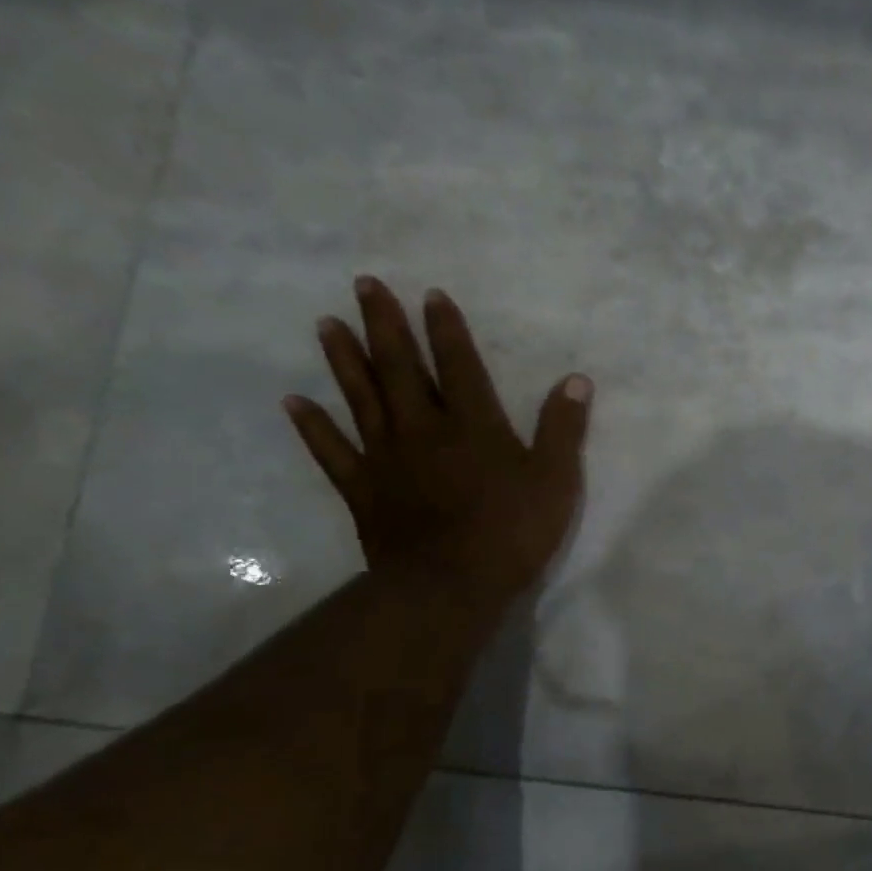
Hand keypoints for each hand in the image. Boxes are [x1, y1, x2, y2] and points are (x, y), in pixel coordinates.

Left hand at [283, 276, 590, 604]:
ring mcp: (387, 459)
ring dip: (345, 360)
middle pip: (401, 369)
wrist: (451, 585)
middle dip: (385, 326)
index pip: (459, 365)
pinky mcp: (364, 490)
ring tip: (326, 324)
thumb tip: (576, 380)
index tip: (431, 294)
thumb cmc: (512, 532)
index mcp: (473, 425)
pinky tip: (294, 402)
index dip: (447, 330)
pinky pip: (333, 451)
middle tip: (364, 285)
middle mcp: (423, 430)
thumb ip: (563, 429)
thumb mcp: (555, 480)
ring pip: (363, 399)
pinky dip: (313, 426)